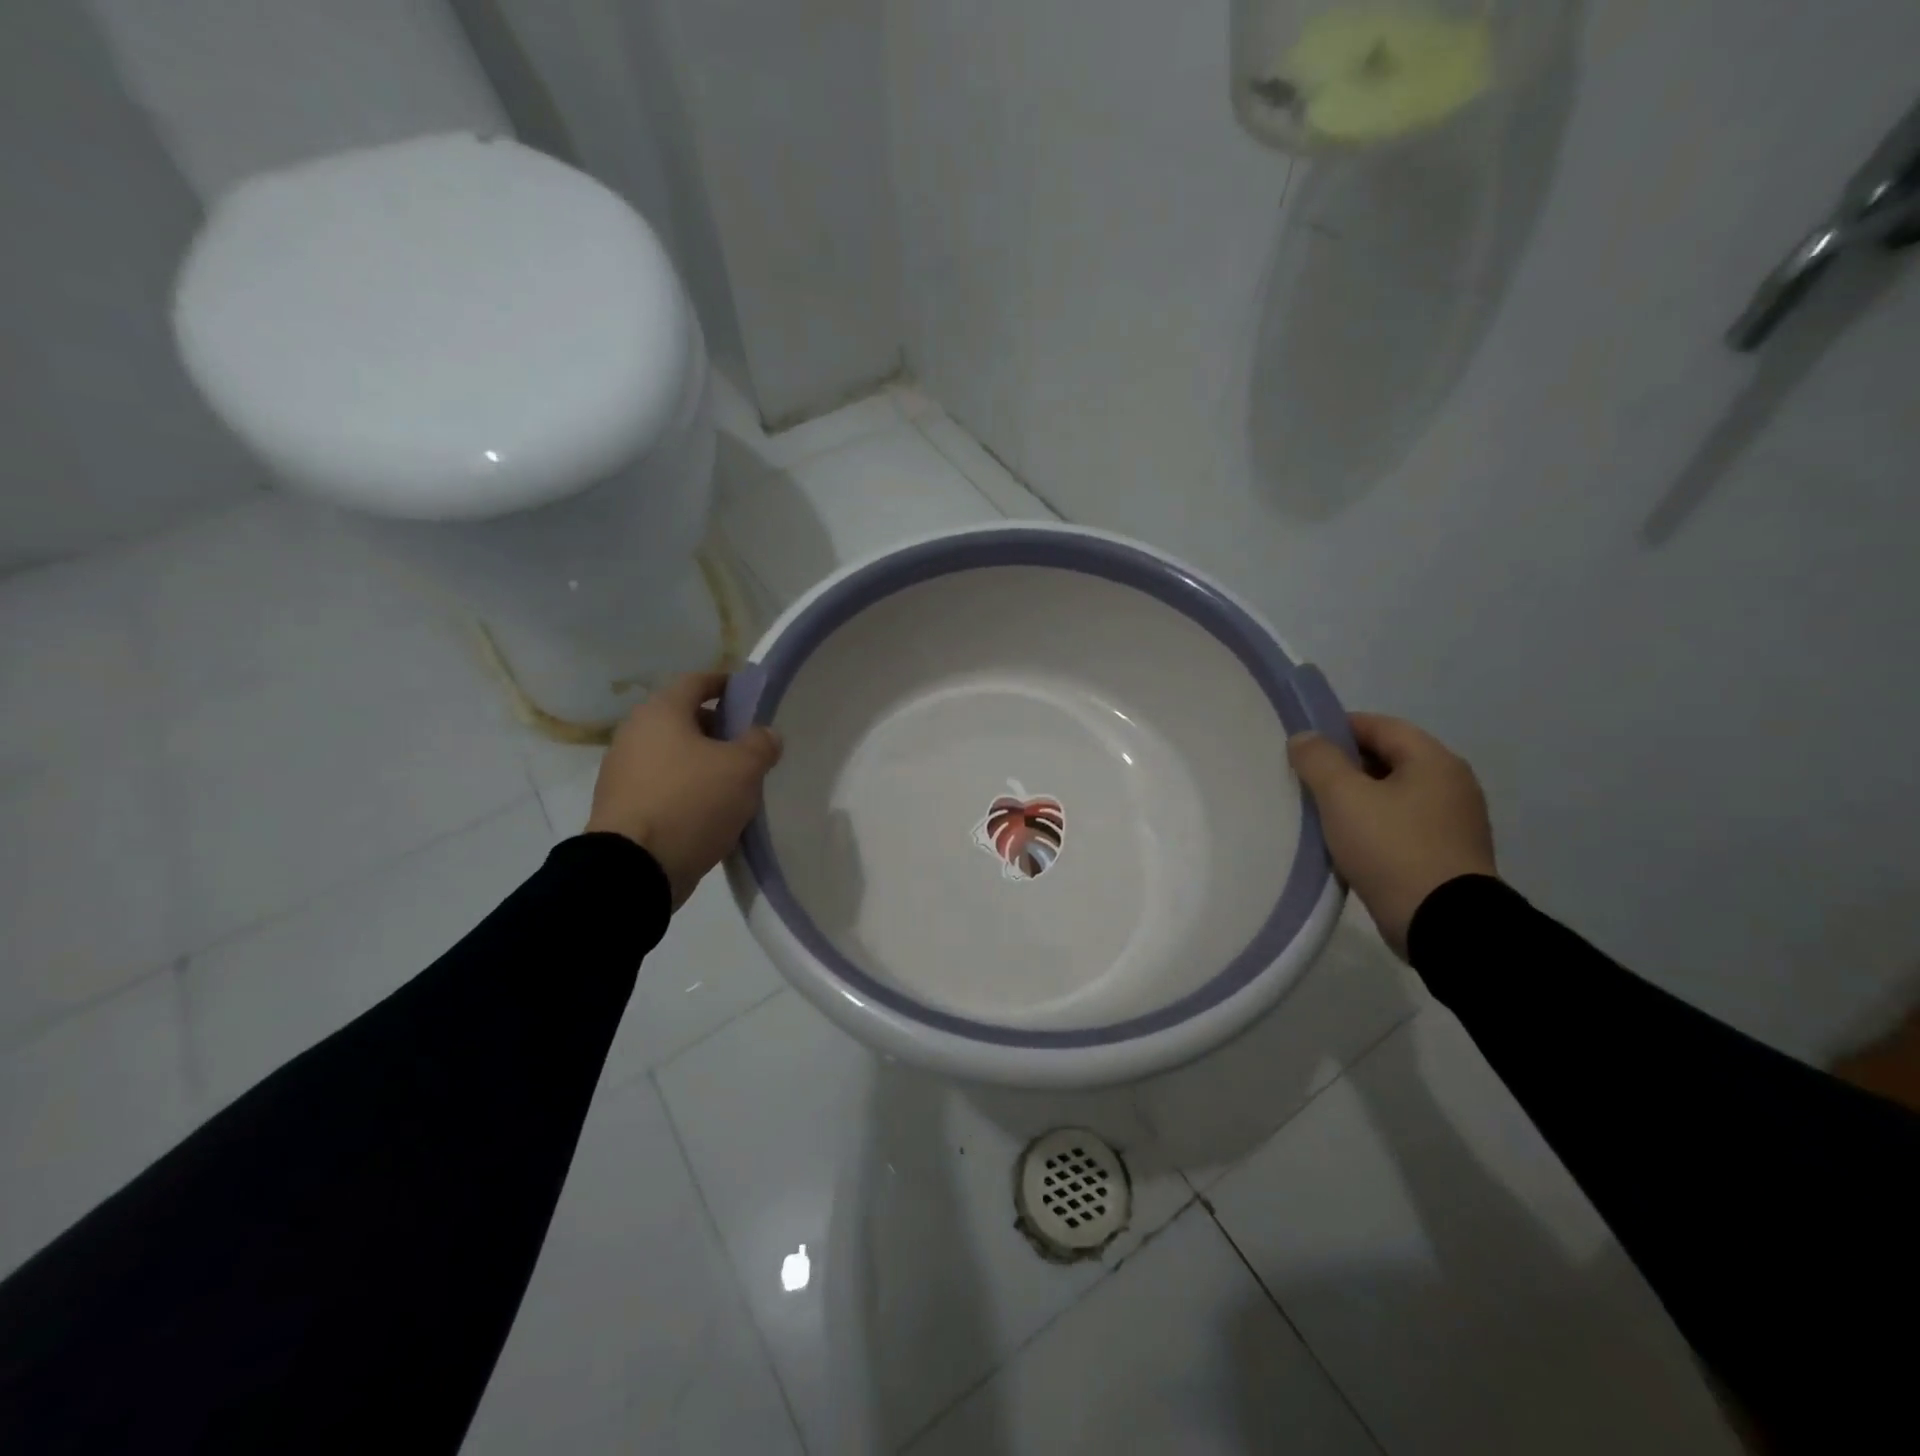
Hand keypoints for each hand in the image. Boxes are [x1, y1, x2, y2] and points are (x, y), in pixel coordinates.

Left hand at [585, 672, 782, 907]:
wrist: (633, 868)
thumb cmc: (691, 802)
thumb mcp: (743, 769)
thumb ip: (761, 744)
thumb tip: (765, 734)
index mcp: (661, 712)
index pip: (697, 681)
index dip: (725, 684)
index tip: (749, 695)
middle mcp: (634, 733)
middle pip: (683, 718)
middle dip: (718, 728)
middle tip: (748, 746)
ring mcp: (622, 771)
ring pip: (672, 754)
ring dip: (702, 762)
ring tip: (733, 782)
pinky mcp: (621, 805)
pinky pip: (662, 785)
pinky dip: (685, 788)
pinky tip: (709, 810)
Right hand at [1287, 713, 1496, 957]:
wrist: (1443, 923)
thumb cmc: (1391, 847)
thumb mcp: (1343, 797)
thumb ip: (1319, 760)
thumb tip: (1305, 738)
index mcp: (1434, 760)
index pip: (1380, 726)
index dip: (1338, 728)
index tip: (1303, 745)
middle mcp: (1451, 784)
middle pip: (1387, 759)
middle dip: (1345, 766)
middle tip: (1305, 780)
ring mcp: (1454, 821)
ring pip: (1393, 794)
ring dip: (1357, 798)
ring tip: (1319, 812)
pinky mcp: (1447, 854)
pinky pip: (1401, 825)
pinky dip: (1373, 824)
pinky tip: (1346, 842)